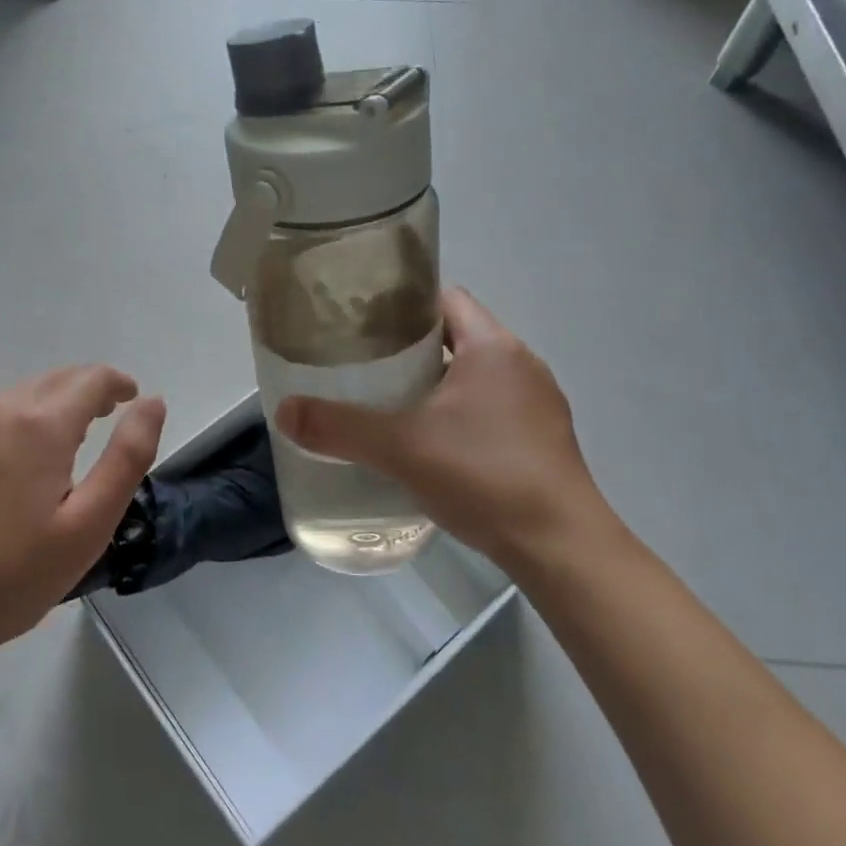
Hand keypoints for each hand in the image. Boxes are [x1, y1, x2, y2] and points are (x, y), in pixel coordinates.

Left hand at [0, 367, 166, 663]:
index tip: (130, 398)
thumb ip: (128, 456)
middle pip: (51, 381)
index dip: (116, 383)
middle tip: (102, 419)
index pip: (90, 379)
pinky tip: (0, 472)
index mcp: (39, 425)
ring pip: (13, 400)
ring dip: (43, 411)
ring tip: (54, 449)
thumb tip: (151, 402)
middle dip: (83, 392)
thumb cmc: (10, 577)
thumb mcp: (89, 525)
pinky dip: (4, 429)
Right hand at [276, 289, 609, 570]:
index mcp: (492, 347)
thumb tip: (284, 412)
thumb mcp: (401, 448)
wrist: (561, 546)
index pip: (445, 299)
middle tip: (367, 365)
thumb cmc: (484, 476)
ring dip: (438, 382)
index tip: (365, 323)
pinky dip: (463, 413)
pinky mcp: (544, 438)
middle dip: (413, 346)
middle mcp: (522, 363)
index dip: (404, 304)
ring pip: (476, 374)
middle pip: (458, 335)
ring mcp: (539, 402)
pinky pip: (494, 406)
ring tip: (393, 403)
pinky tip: (436, 445)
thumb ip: (340, 427)